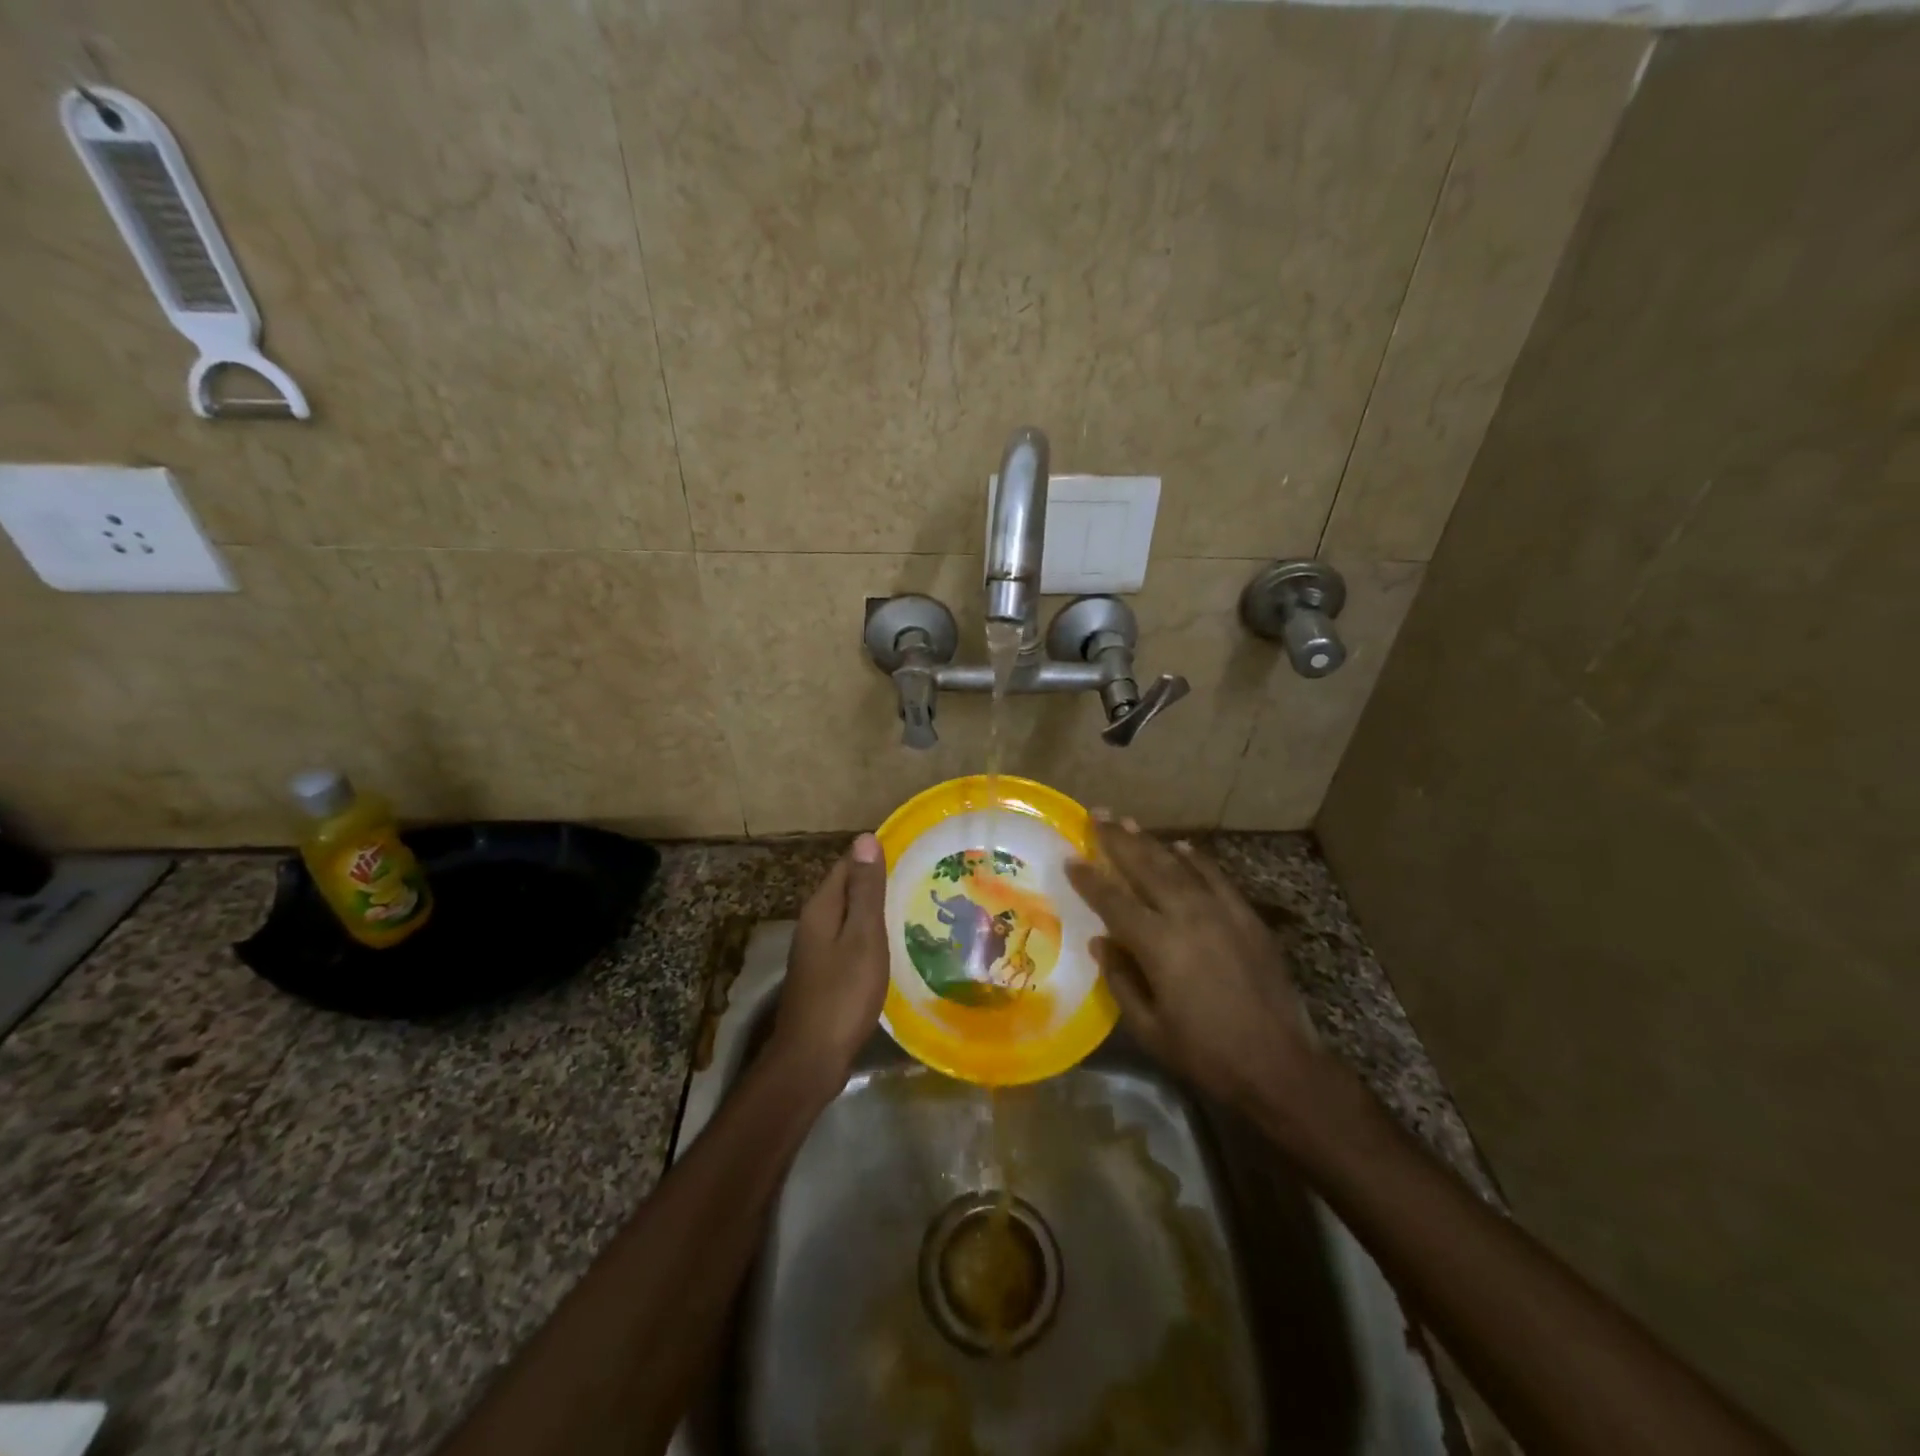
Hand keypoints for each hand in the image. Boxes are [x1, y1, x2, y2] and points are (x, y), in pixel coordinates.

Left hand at [770, 833, 888, 1095]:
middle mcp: (813, 923)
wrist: (812, 1058)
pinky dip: (869, 936)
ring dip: (874, 910)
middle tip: (919, 878)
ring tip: (913, 906)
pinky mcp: (824, 974)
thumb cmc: (843, 994)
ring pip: (848, 917)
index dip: (874, 856)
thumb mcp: (862, 938)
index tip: (910, 852)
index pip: (846, 865)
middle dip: (876, 882)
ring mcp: (816, 951)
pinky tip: (892, 946)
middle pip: (846, 890)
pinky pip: (849, 941)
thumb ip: (865, 891)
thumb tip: (865, 838)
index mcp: (821, 908)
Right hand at [1066, 815, 1324, 1112]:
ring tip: (1129, 823)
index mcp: (1158, 944)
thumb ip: (1120, 980)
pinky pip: (1217, 878)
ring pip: (1179, 866)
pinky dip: (1197, 860)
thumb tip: (1101, 942)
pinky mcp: (1247, 918)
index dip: (1089, 879)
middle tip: (1097, 815)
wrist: (1280, 1065)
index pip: (1114, 900)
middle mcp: (1187, 916)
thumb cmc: (1206, 1054)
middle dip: (1118, 840)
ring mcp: (1222, 912)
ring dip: (1152, 843)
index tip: (1070, 859)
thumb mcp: (1150, 1028)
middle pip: (1146, 868)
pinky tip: (1183, 847)